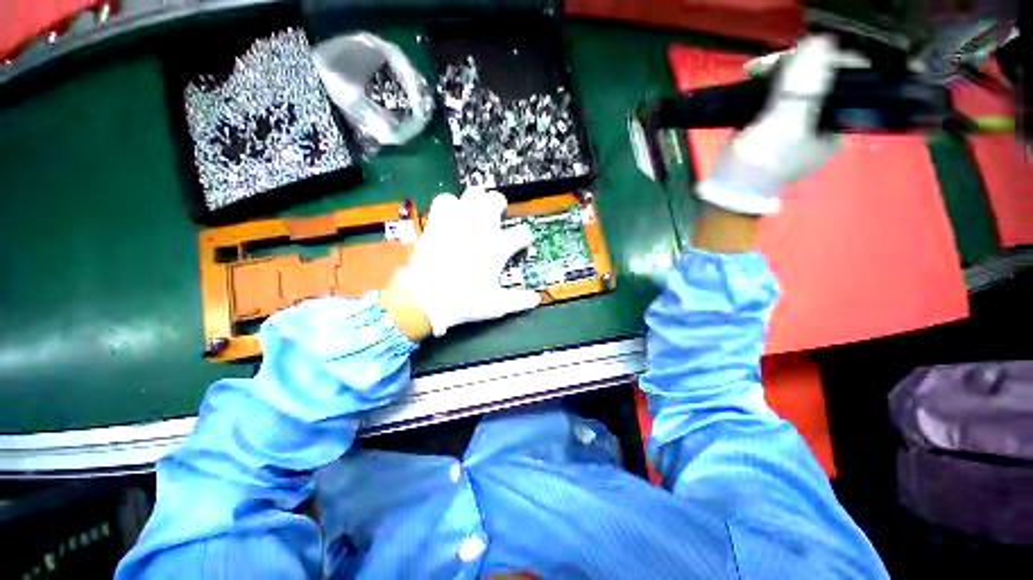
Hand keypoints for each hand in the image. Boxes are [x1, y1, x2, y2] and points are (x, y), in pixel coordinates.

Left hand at [385, 188, 540, 339]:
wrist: (424, 300)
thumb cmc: (463, 302)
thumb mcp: (496, 305)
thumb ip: (519, 300)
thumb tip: (536, 299)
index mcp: (497, 248)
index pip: (521, 235)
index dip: (525, 239)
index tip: (523, 243)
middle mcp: (480, 230)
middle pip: (496, 201)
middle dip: (500, 205)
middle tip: (498, 214)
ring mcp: (458, 223)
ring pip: (473, 194)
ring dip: (477, 200)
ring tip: (477, 209)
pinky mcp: (438, 222)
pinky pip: (445, 200)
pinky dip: (451, 203)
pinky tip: (452, 214)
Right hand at [697, 35, 857, 214]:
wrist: (729, 190)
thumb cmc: (759, 165)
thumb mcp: (784, 127)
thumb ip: (805, 88)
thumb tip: (820, 41)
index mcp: (839, 119)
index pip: (848, 73)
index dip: (824, 58)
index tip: (795, 57)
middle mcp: (825, 114)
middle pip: (822, 71)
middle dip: (796, 62)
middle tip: (765, 66)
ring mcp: (800, 115)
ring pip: (800, 76)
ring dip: (778, 69)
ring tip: (754, 71)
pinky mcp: (777, 117)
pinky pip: (781, 87)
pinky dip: (768, 79)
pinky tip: (753, 77)